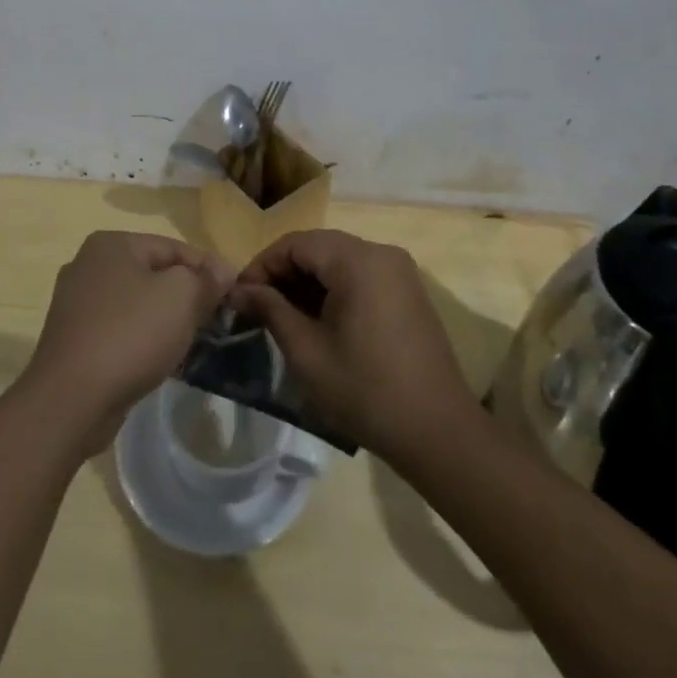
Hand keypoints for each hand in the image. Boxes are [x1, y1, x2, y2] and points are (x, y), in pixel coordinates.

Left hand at [22, 232, 231, 448]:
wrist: (71, 399)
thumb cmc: (130, 335)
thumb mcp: (181, 298)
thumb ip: (205, 279)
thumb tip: (223, 270)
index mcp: (111, 243)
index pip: (174, 247)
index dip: (208, 270)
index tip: (234, 299)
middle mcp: (88, 264)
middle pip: (154, 273)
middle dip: (186, 296)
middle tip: (214, 323)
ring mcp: (76, 302)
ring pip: (137, 303)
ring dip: (165, 320)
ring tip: (190, 344)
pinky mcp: (74, 337)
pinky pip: (120, 329)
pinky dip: (141, 339)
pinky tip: (158, 360)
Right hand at [233, 229, 470, 459]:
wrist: (439, 434)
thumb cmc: (365, 390)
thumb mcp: (306, 350)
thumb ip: (270, 309)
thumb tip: (237, 290)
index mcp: (357, 260)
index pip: (295, 243)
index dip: (262, 266)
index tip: (239, 297)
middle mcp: (381, 253)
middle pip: (318, 248)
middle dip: (283, 274)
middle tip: (257, 307)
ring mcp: (399, 272)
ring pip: (338, 261)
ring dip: (307, 283)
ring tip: (282, 317)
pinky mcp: (408, 293)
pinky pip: (360, 276)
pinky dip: (333, 290)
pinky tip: (318, 322)